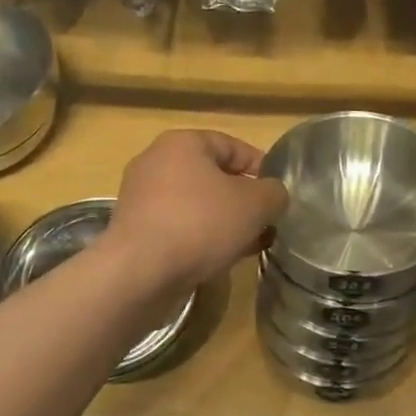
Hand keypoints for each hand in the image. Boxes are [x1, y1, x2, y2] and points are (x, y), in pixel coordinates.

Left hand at [105, 129, 287, 291]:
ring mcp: (142, 197)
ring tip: (250, 244)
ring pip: (197, 204)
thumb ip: (274, 193)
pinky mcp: (136, 229)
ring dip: (225, 222)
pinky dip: (201, 237)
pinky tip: (220, 258)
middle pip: (213, 176)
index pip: (232, 145)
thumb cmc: (201, 224)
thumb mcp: (255, 204)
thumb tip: (273, 195)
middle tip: (266, 222)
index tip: (279, 194)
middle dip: (243, 200)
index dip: (261, 167)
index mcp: (182, 143)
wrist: (140, 272)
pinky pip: (179, 226)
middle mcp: (156, 162)